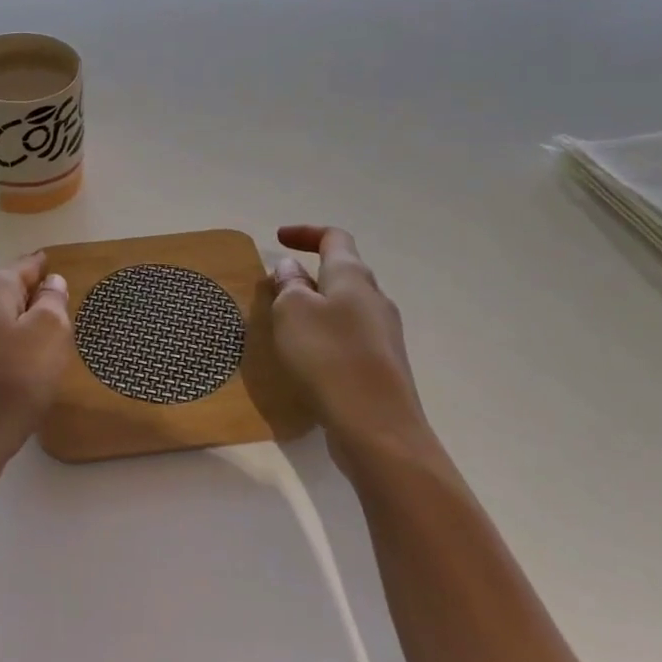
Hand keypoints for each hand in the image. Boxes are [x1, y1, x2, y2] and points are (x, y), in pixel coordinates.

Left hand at [0, 252, 72, 488]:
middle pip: (9, 292)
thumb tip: (50, 283)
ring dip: (22, 327)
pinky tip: (23, 370)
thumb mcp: (49, 334)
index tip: (61, 269)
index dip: (46, 268)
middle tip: (64, 310)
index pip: (26, 266)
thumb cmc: (12, 381)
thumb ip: (53, 302)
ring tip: (49, 342)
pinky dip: (9, 350)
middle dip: (34, 298)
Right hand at [271, 225, 429, 470]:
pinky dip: (325, 337)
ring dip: (316, 308)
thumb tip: (292, 268)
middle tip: (277, 287)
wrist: (378, 428)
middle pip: (343, 273)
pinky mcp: (382, 368)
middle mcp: (374, 300)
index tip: (279, 239)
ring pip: (346, 308)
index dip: (306, 233)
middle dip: (309, 274)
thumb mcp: (292, 312)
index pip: (334, 238)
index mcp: (353, 277)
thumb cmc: (329, 357)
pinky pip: (349, 339)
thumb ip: (289, 285)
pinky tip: (307, 359)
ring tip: (286, 325)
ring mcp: (383, 335)